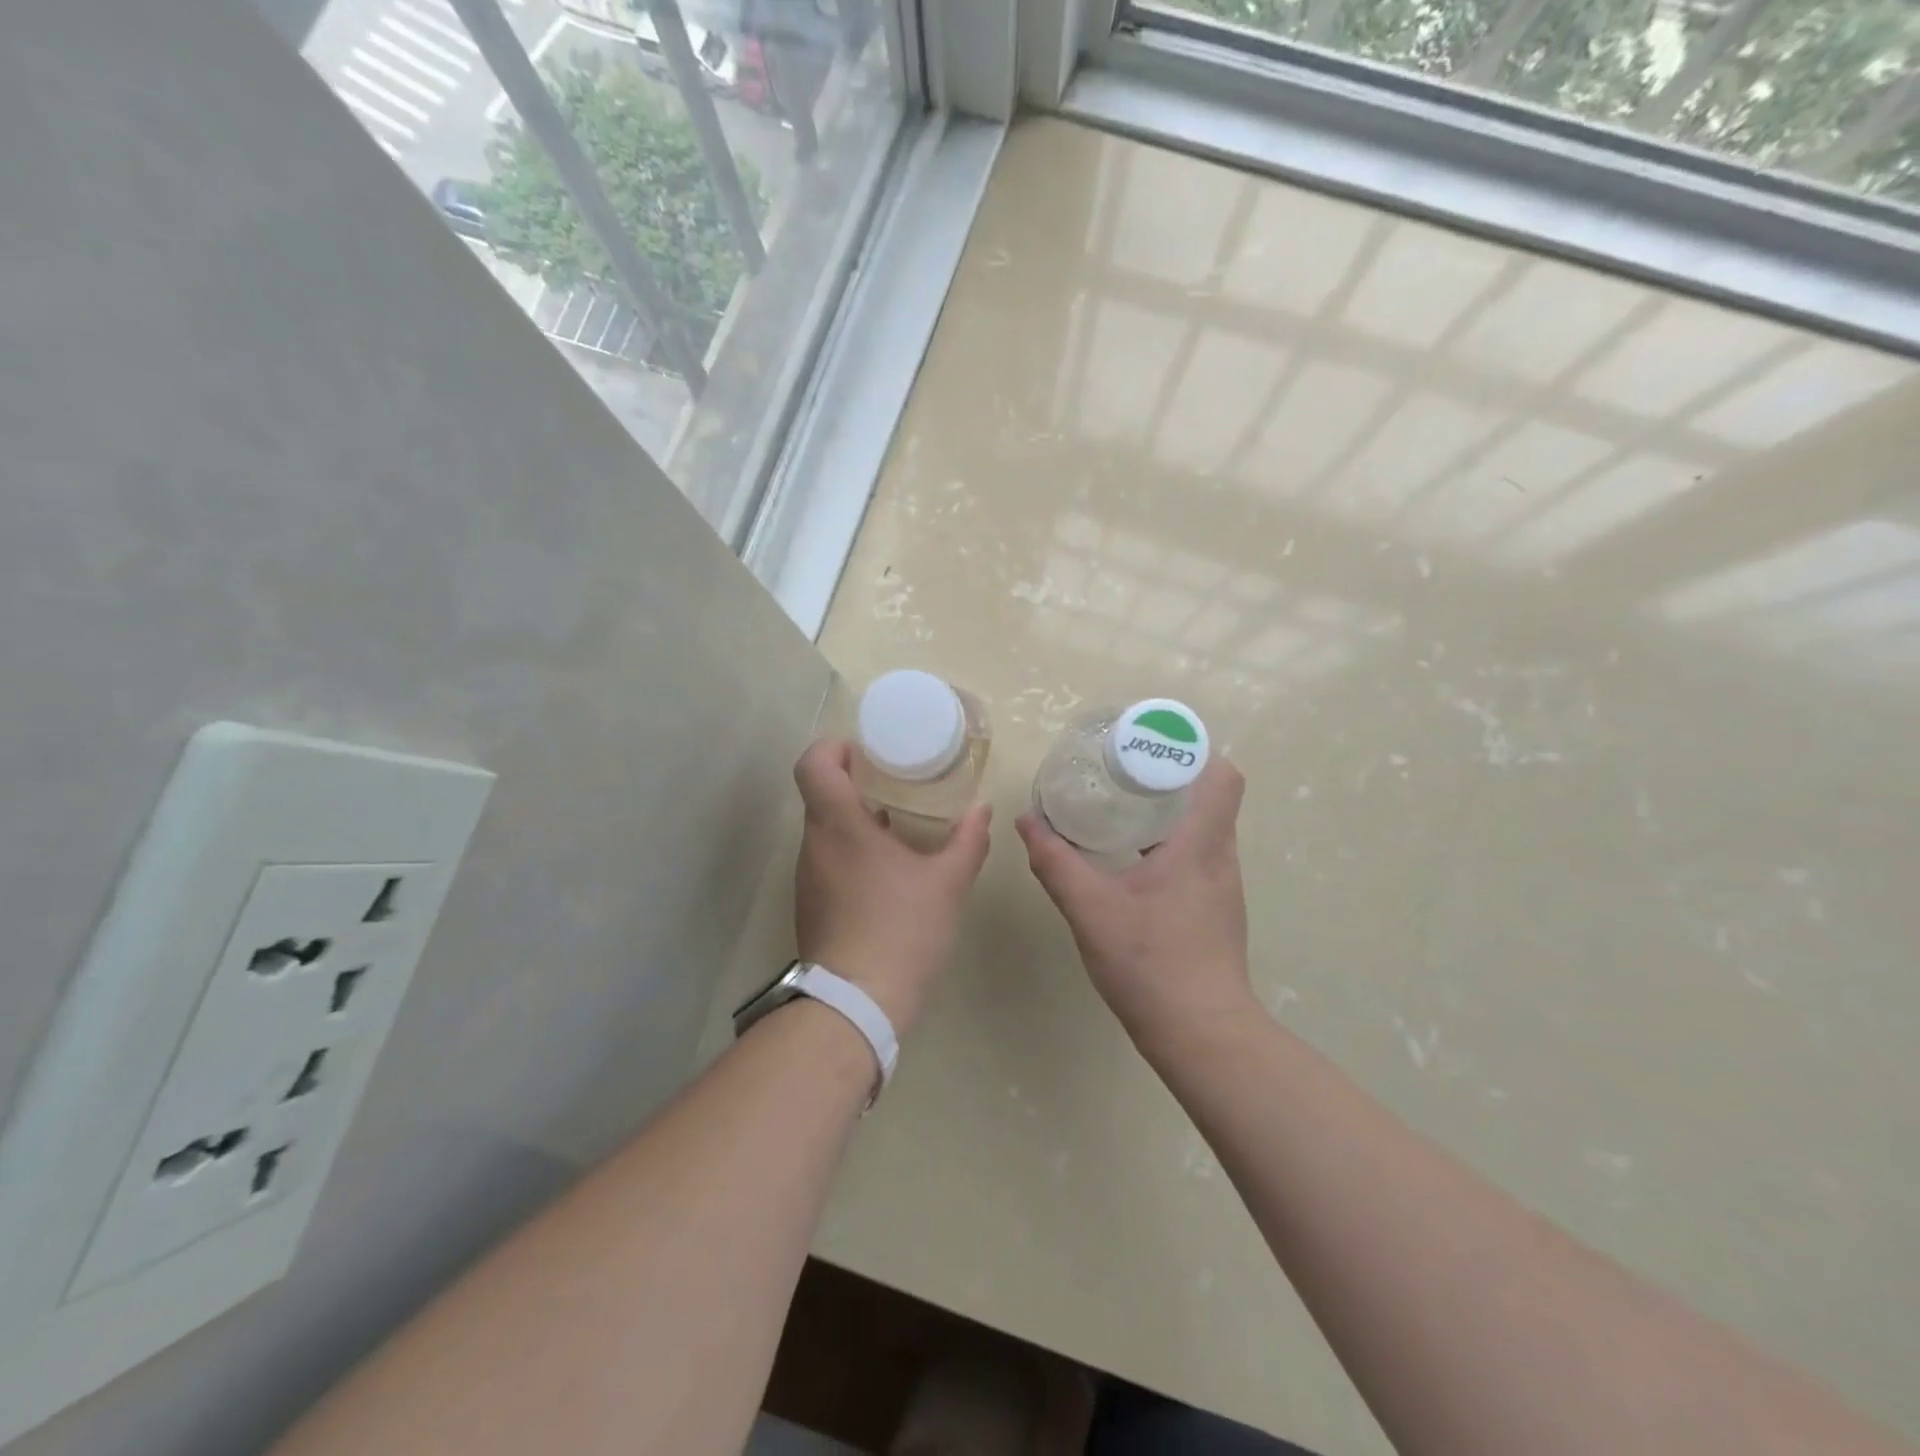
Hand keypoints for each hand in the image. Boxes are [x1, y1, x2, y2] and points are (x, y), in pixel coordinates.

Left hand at [793, 740, 992, 1033]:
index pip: (813, 764)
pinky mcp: (811, 905)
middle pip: (819, 794)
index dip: (833, 747)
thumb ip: (968, 840)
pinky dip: (851, 851)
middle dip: (853, 782)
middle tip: (893, 781)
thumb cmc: (901, 930)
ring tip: (895, 823)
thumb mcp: (948, 883)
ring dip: (853, 819)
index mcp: (839, 825)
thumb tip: (983, 809)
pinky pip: (826, 860)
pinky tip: (886, 870)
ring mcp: (808, 877)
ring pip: (823, 830)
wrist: (856, 1004)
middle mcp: (814, 844)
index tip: (865, 751)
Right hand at [1016, 758, 1252, 1046]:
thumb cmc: (1151, 963)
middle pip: (1210, 796)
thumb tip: (1027, 821)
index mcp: (1201, 845)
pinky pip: (1196, 857)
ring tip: (1119, 807)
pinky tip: (1130, 861)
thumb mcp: (1091, 909)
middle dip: (1167, 776)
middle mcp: (1220, 858)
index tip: (1148, 747)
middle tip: (1119, 771)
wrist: (1201, 1034)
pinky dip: (1168, 844)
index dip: (1192, 751)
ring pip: (1202, 828)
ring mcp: (1222, 887)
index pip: (1222, 776)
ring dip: (1167, 811)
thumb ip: (1056, 863)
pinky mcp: (1214, 911)